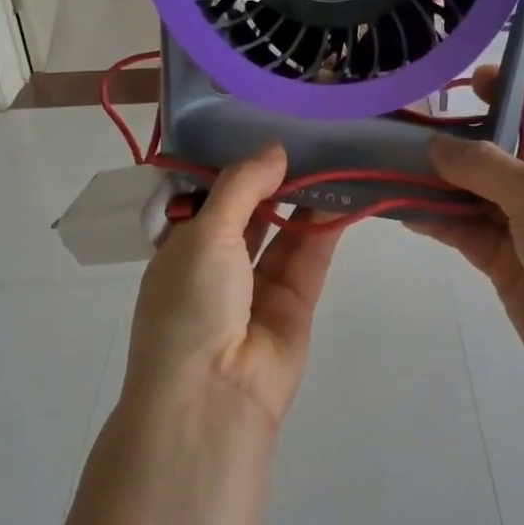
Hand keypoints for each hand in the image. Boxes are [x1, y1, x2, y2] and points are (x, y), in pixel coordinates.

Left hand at [123, 145, 344, 430]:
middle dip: (275, 181)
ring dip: (304, 201)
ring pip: (284, 234)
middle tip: (308, 138)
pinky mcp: (294, 307)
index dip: (237, 167)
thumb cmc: (190, 304)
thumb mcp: (205, 233)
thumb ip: (242, 187)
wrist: (212, 396)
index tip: (266, 128)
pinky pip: (308, 258)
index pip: (211, 198)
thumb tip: (274, 149)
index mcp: (181, 248)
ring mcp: (256, 288)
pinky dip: (323, 229)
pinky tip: (342, 194)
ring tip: (332, 159)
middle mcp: (217, 266)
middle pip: (251, 213)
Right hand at [414, 69, 523, 403]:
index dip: (504, 92)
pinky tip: (405, 211)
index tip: (462, 81)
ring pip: (477, 196)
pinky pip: (468, 233)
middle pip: (501, 155)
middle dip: (457, 143)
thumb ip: (485, 165)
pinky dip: (439, 221)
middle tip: (406, 130)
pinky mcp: (510, 265)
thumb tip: (438, 146)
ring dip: (439, 184)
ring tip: (392, 168)